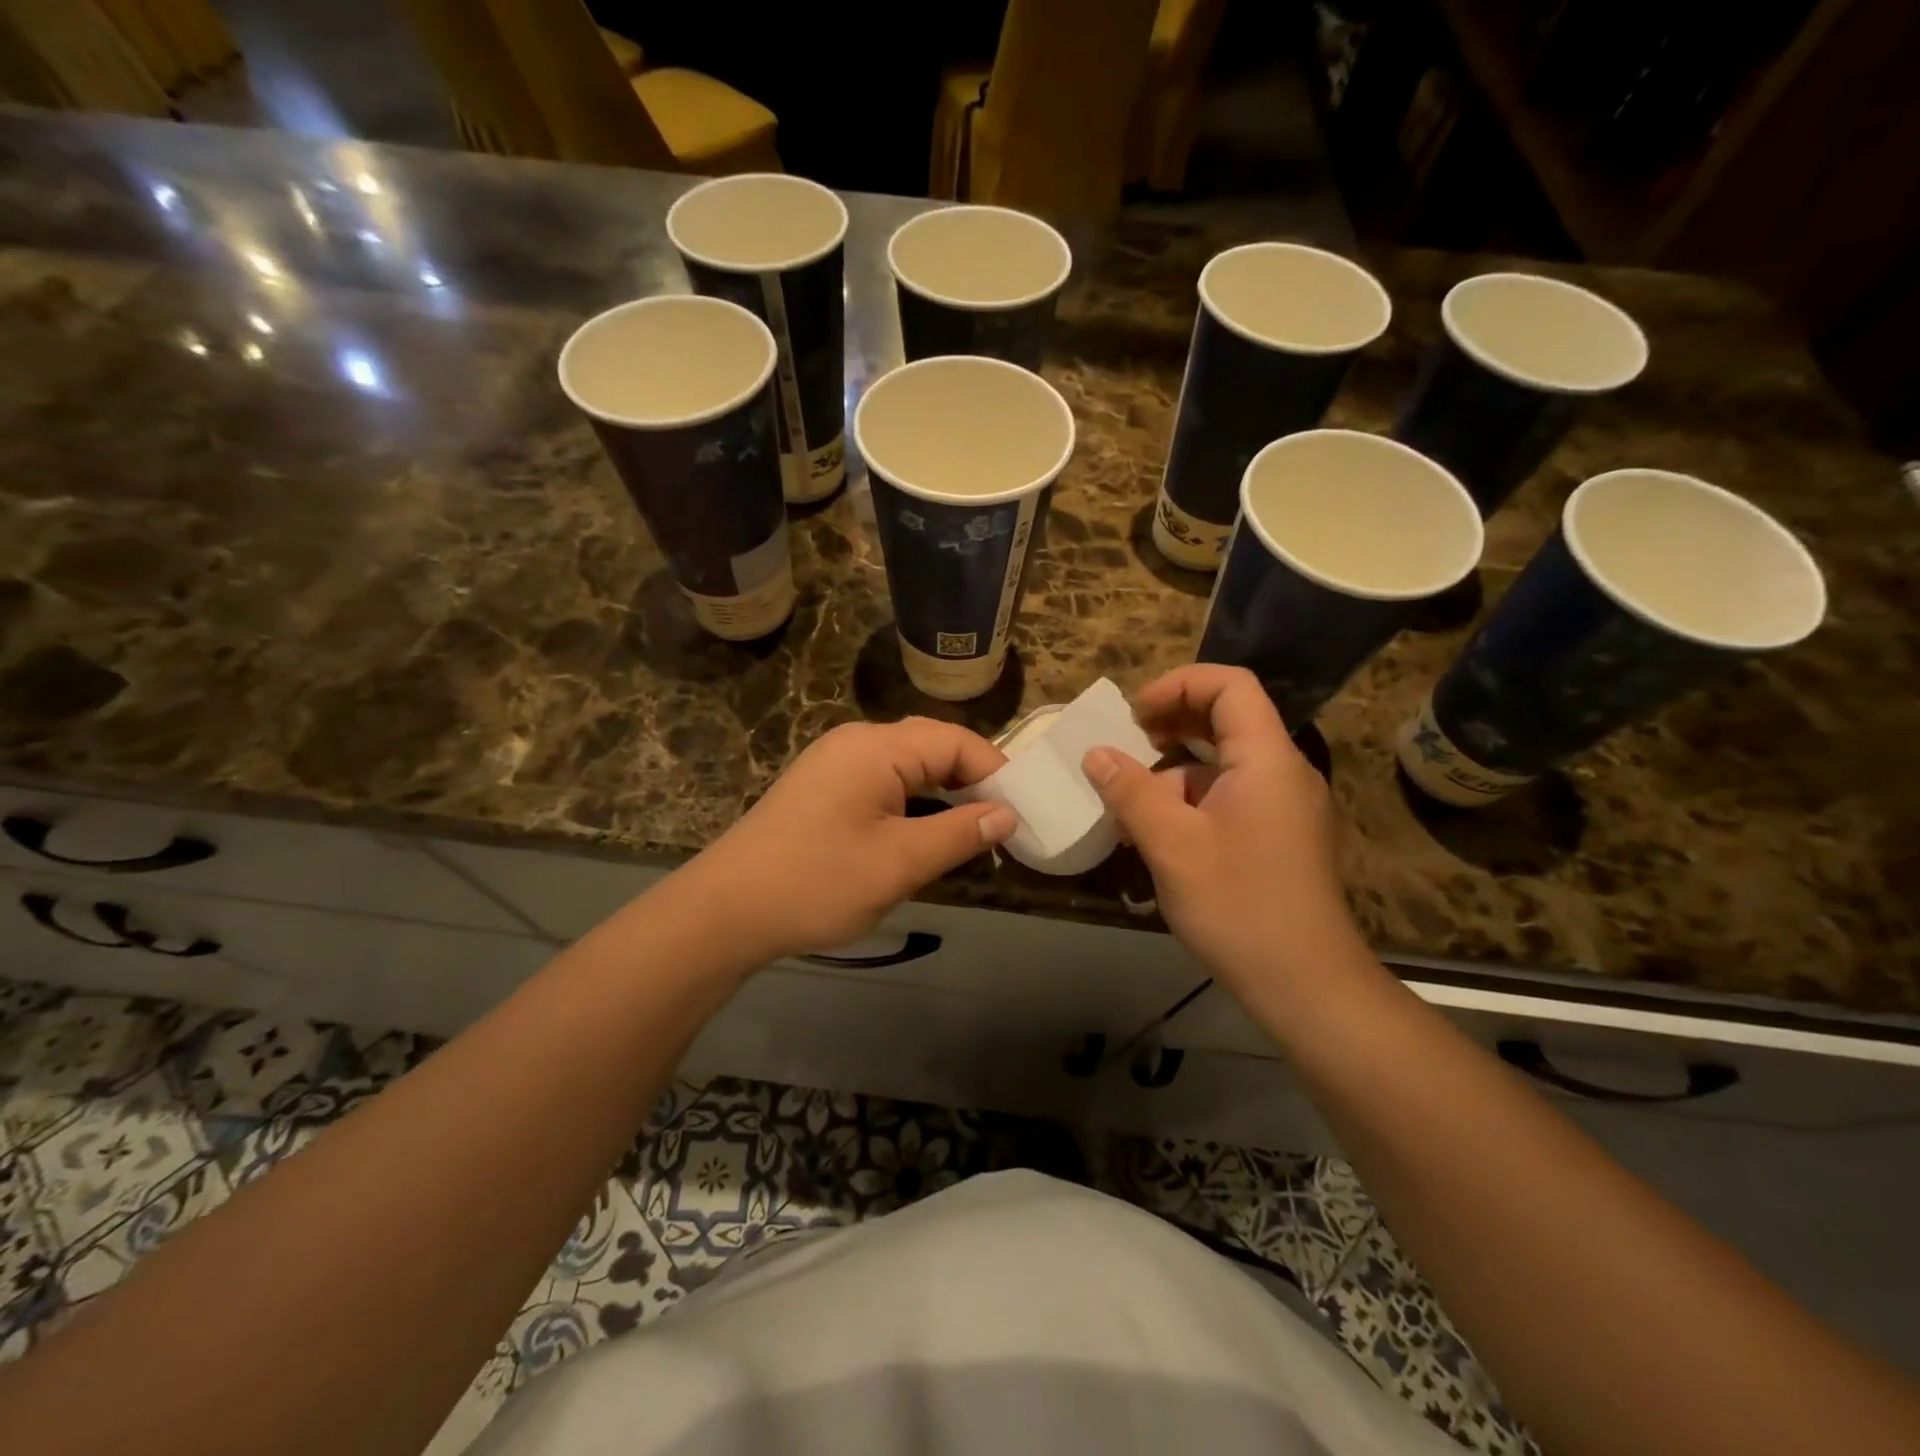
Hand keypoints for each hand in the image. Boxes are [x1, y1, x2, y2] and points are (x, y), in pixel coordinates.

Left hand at [679, 718, 1015, 963]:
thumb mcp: (899, 863)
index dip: (997, 771)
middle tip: (1003, 823)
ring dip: (943, 793)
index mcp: (877, 746)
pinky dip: (913, 802)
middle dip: (973, 780)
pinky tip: (926, 832)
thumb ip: (959, 833)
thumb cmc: (817, 882)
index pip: (956, 741)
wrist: (725, 911)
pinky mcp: (823, 787)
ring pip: (908, 765)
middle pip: (932, 746)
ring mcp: (835, 763)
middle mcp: (856, 741)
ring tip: (973, 830)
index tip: (1024, 811)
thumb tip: (1007, 814)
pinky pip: (883, 781)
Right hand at [1083, 665, 1363, 990]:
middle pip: (1228, 719)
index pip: (1230, 685)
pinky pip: (1231, 797)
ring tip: (1130, 800)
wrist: (1306, 985)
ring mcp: (1285, 807)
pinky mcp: (1279, 838)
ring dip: (1175, 770)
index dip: (1178, 684)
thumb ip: (1130, 791)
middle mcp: (1283, 772)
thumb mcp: (1171, 844)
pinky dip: (1191, 801)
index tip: (1135, 715)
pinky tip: (1158, 835)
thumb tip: (1096, 754)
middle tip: (1128, 744)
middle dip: (1172, 723)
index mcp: (1267, 759)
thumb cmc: (1238, 904)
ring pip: (1224, 764)